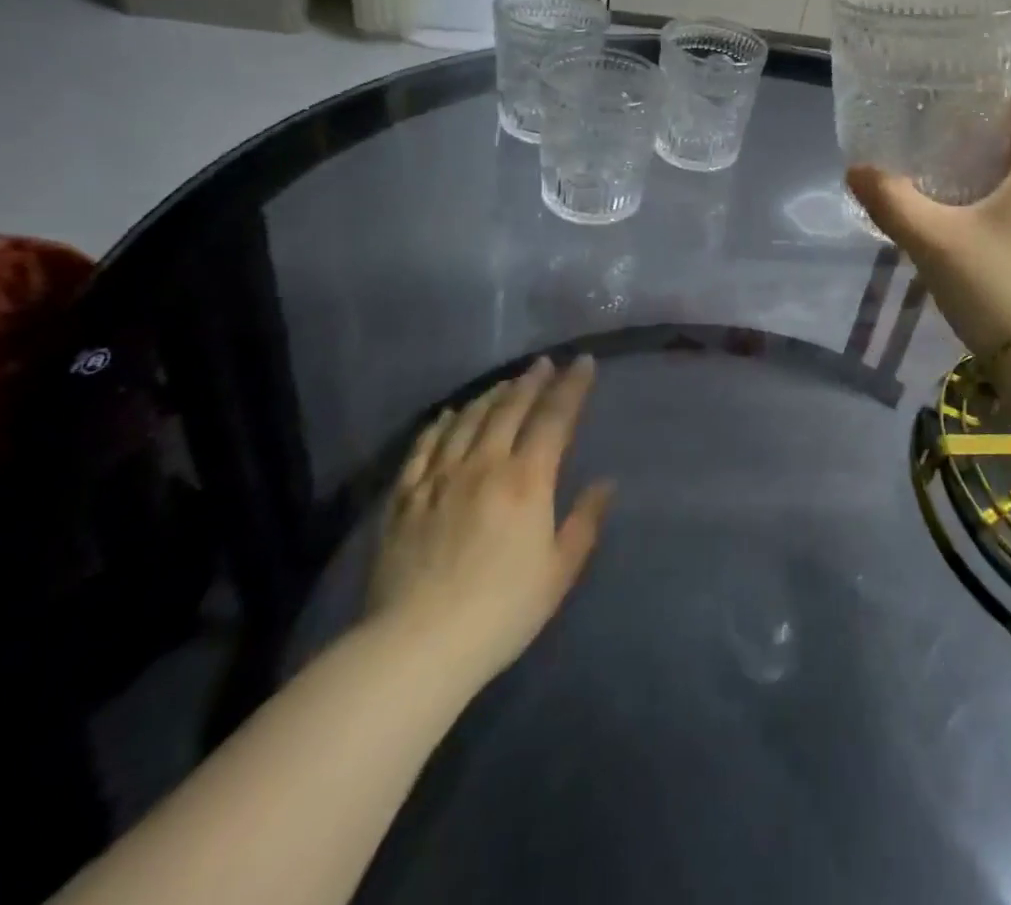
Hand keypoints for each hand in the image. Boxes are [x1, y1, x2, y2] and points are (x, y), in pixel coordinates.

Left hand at [367, 356, 612, 684]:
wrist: (415, 647)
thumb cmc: (501, 611)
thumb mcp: (559, 571)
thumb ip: (585, 521)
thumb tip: (606, 483)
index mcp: (527, 480)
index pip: (554, 418)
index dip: (572, 387)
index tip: (583, 363)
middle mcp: (484, 465)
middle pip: (510, 409)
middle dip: (532, 381)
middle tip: (545, 363)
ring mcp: (439, 478)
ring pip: (468, 420)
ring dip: (491, 395)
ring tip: (506, 382)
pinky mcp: (404, 497)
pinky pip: (424, 446)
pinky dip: (441, 423)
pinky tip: (450, 414)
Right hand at [846, 95, 1010, 357]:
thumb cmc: (993, 282)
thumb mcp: (933, 239)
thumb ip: (892, 202)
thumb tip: (857, 170)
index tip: (988, 102)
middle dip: (1000, 140)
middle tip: (954, 137)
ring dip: (997, 177)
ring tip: (951, 177)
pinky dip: (996, 210)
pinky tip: (961, 228)